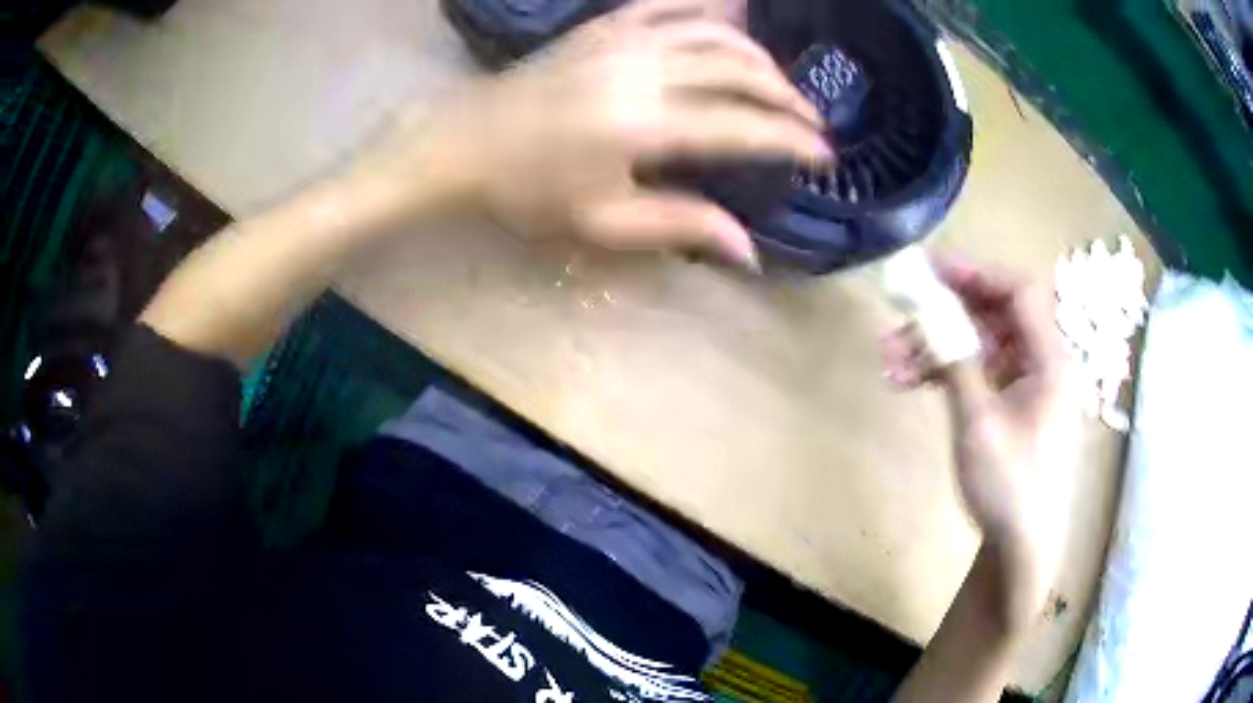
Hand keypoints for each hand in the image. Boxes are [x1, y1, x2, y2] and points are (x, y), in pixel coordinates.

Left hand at [397, 0, 830, 267]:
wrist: (463, 144)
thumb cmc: (527, 191)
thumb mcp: (603, 221)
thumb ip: (682, 226)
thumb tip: (750, 250)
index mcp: (644, 125)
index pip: (743, 127)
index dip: (791, 140)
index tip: (823, 154)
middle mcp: (643, 71)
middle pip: (740, 71)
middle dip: (786, 96)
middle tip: (809, 120)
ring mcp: (622, 40)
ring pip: (714, 32)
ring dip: (757, 55)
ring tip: (777, 81)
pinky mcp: (602, 27)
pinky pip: (667, 6)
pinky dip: (706, 11)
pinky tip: (728, 20)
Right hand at [881, 256, 1078, 619]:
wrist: (1020, 545)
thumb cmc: (1009, 484)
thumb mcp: (978, 423)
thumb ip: (957, 362)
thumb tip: (929, 315)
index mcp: (1049, 359)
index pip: (1018, 292)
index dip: (976, 273)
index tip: (930, 271)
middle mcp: (1042, 363)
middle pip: (995, 316)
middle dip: (946, 315)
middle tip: (901, 316)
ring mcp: (1027, 385)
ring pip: (981, 346)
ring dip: (938, 348)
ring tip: (891, 362)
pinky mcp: (1012, 406)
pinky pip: (980, 373)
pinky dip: (948, 373)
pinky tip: (911, 382)